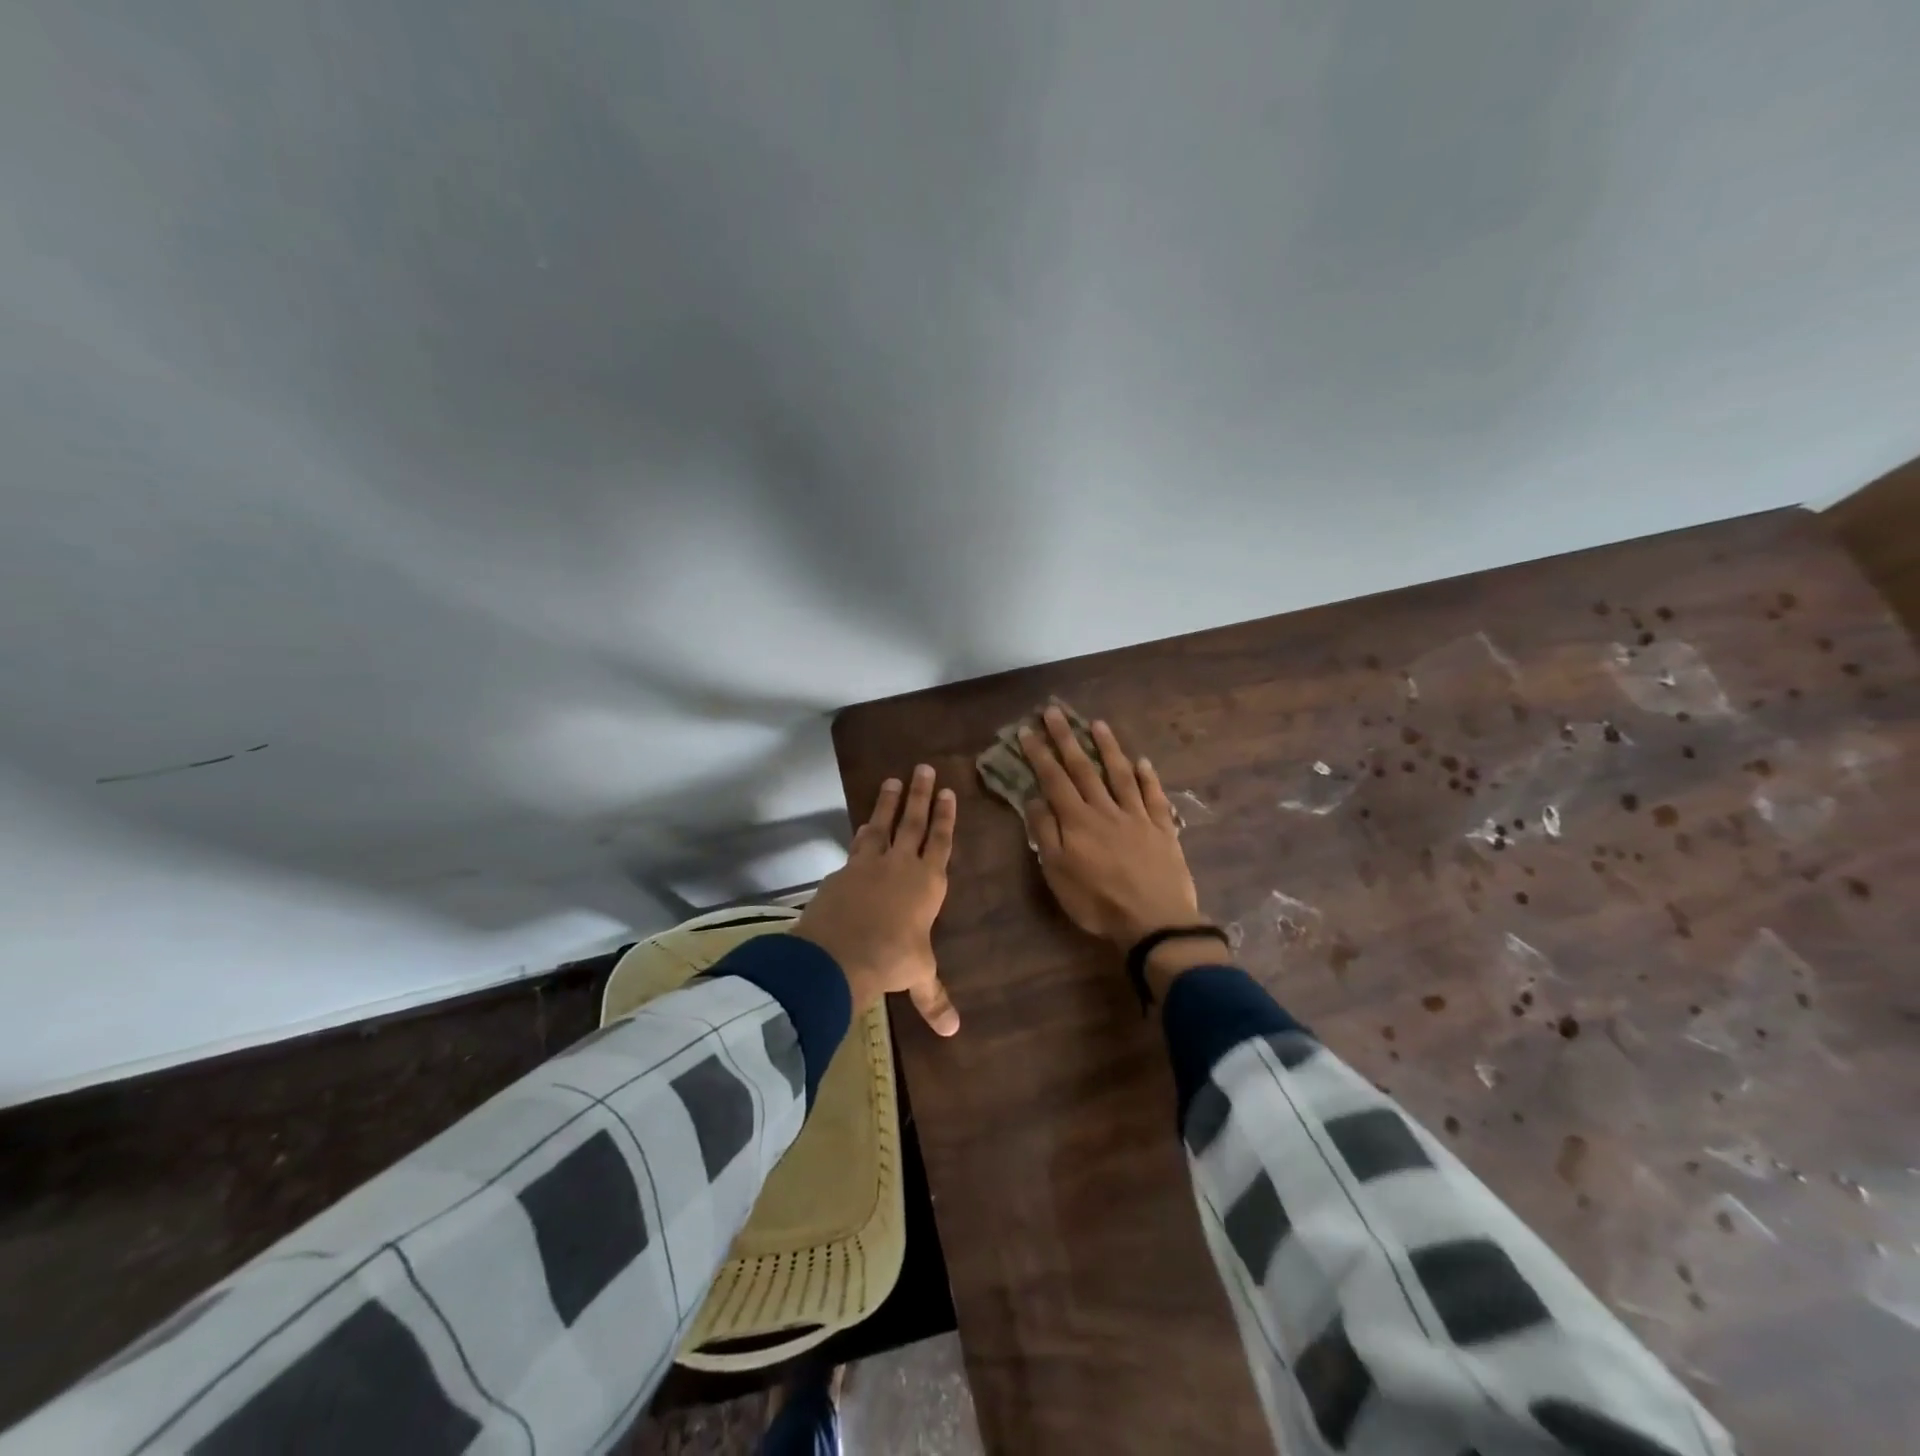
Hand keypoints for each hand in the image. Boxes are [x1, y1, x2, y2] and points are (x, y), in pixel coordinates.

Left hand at [793, 764, 960, 1035]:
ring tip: (892, 780)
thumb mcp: (917, 975)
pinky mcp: (844, 870)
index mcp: (929, 883)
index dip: (945, 817)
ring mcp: (871, 863)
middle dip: (920, 795)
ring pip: (884, 824)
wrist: (840, 953)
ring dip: (888, 802)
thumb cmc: (892, 960)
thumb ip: (934, 997)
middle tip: (923, 767)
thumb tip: (954, 1032)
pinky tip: (862, 826)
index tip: (947, 792)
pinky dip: (862, 832)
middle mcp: (902, 865)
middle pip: (914, 822)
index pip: (941, 842)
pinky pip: (857, 845)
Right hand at [1019, 707, 1200, 948]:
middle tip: (1054, 712)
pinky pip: (1154, 796)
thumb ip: (1045, 833)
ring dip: (1108, 748)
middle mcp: (1106, 810)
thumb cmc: (1098, 902)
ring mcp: (1137, 816)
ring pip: (1120, 774)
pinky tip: (1143, 762)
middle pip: (1084, 768)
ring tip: (1098, 724)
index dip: (1040, 754)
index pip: (1054, 779)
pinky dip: (1148, 778)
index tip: (1028, 730)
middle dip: (1066, 739)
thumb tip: (1034, 798)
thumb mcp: (1058, 874)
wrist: (1154, 921)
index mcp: (1078, 821)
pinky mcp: (1162, 828)